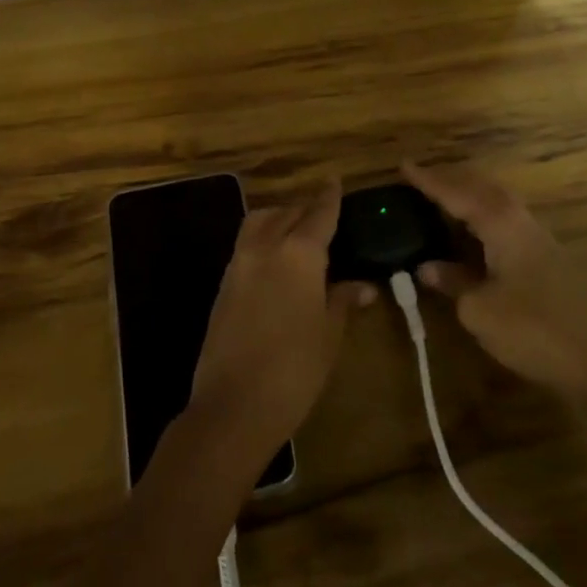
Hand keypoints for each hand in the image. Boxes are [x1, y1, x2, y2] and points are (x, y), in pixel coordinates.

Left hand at [188, 182, 373, 455]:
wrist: (233, 405)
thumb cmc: (295, 370)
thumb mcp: (329, 334)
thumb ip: (343, 300)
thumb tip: (363, 286)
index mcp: (298, 253)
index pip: (318, 213)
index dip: (329, 197)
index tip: (335, 180)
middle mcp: (265, 247)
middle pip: (287, 212)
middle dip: (306, 208)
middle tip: (323, 214)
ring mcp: (239, 263)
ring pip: (260, 221)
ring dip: (279, 218)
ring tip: (298, 232)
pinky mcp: (223, 284)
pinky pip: (246, 244)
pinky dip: (263, 238)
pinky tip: (277, 260)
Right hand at [402, 162, 586, 395]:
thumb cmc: (535, 327)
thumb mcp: (481, 310)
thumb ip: (454, 283)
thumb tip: (429, 267)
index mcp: (500, 224)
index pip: (457, 193)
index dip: (429, 181)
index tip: (404, 165)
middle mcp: (521, 223)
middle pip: (484, 190)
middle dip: (453, 182)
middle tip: (424, 181)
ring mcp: (539, 242)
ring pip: (498, 207)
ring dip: (470, 201)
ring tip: (444, 205)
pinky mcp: (549, 263)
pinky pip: (506, 227)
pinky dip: (483, 223)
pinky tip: (474, 242)